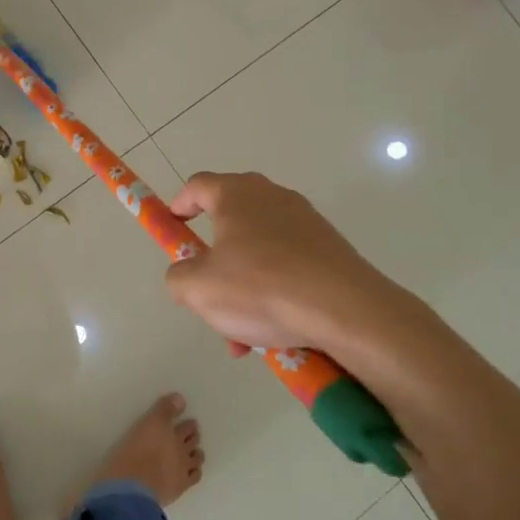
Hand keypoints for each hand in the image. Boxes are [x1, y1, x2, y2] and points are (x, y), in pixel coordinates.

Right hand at [164, 172, 402, 354]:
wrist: (346, 310)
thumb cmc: (261, 287)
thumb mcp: (198, 288)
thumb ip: (178, 277)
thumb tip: (185, 275)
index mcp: (237, 195)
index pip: (198, 185)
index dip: (180, 204)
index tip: (174, 228)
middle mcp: (272, 197)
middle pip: (231, 219)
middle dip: (214, 257)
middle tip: (206, 287)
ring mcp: (306, 222)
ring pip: (260, 251)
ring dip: (244, 286)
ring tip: (240, 332)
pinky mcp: (330, 249)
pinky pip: (288, 267)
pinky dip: (274, 293)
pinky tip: (272, 334)